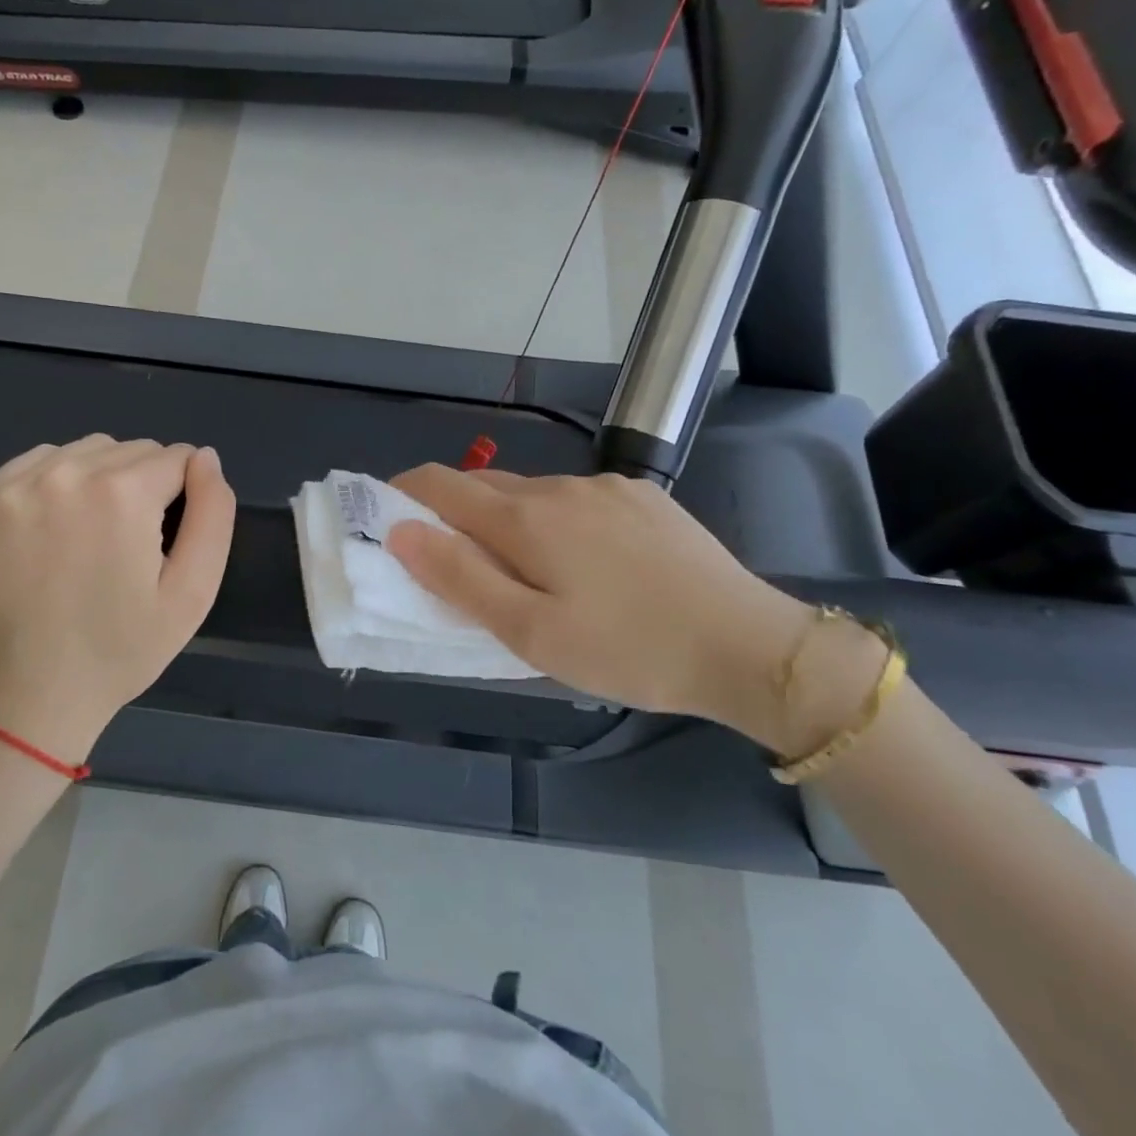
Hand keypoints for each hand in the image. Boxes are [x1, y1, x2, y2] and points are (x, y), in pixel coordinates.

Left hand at [0, 436, 235, 762]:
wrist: (30, 695)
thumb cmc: (121, 649)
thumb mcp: (193, 592)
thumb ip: (213, 514)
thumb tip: (205, 457)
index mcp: (123, 494)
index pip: (178, 458)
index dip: (185, 495)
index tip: (167, 539)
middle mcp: (67, 473)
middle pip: (133, 450)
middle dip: (146, 484)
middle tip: (133, 544)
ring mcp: (17, 486)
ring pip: (87, 451)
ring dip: (103, 478)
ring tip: (95, 535)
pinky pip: (39, 463)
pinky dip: (58, 481)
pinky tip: (57, 527)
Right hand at [386, 466, 816, 749]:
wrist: (749, 645)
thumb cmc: (628, 650)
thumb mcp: (532, 634)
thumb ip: (460, 579)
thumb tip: (403, 531)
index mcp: (526, 519)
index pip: (441, 485)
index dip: (403, 493)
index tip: (387, 517)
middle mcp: (560, 487)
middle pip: (484, 487)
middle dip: (455, 514)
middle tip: (456, 564)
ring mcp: (606, 487)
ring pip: (532, 493)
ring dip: (508, 520)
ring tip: (525, 573)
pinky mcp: (642, 497)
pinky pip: (576, 499)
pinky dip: (554, 520)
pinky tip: (584, 564)